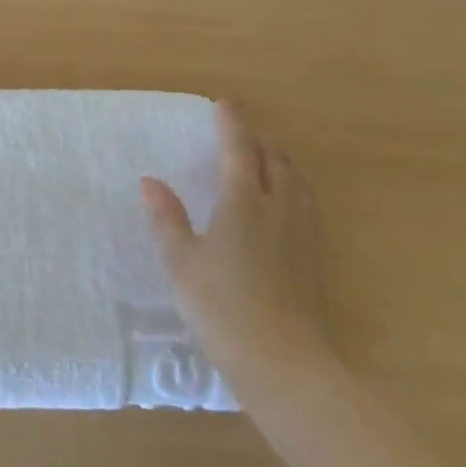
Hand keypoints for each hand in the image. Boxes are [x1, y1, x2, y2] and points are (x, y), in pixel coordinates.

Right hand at [142, 104, 339, 406]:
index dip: (232, 123)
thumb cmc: (222, 307)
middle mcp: (279, 208)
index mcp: (244, 202)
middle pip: (276, 161)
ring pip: (297, 183)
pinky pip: (307, 206)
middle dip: (258, 142)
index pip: (239, 149)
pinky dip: (293, 190)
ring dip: (280, 164)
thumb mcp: (181, 262)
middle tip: (240, 136)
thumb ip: (167, 218)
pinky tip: (283, 208)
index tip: (224, 103)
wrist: (284, 363)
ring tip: (265, 164)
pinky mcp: (315, 260)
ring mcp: (303, 235)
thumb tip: (150, 181)